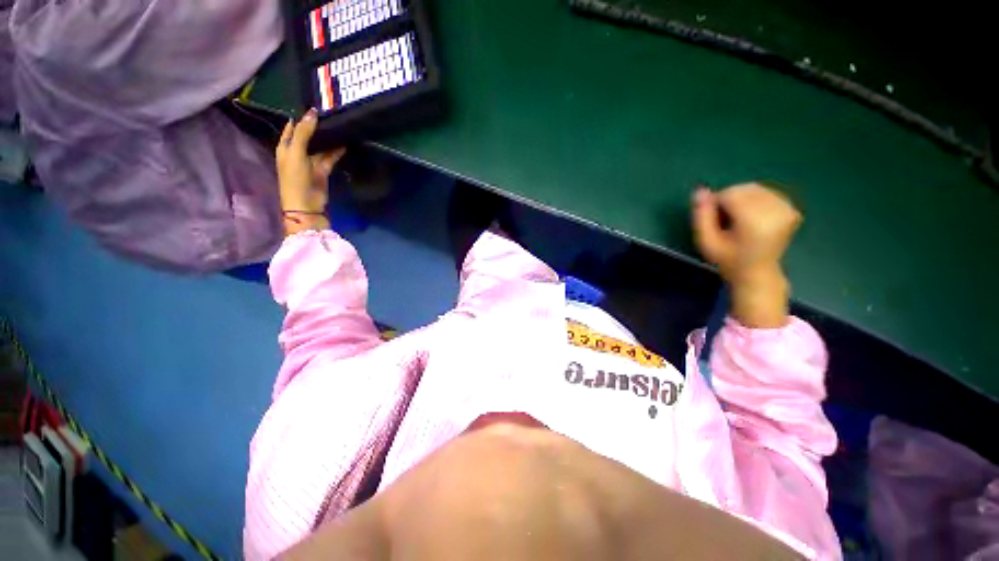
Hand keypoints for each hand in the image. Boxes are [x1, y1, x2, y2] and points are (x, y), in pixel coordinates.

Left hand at [276, 109, 345, 233]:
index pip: (293, 126)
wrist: (306, 204)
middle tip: (331, 113)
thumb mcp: (296, 152)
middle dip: (317, 126)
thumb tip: (313, 113)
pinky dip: (336, 151)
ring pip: (320, 146)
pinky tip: (344, 142)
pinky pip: (330, 157)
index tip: (316, 106)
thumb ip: (303, 132)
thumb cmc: (295, 177)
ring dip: (328, 138)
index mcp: (285, 146)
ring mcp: (311, 161)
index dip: (302, 116)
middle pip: (308, 135)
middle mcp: (297, 151)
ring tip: (340, 125)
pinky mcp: (323, 170)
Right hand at [692, 183, 801, 327]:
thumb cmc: (727, 259)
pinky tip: (752, 217)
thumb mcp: (706, 242)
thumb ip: (701, 216)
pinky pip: (767, 193)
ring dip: (741, 199)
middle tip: (725, 221)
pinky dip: (755, 200)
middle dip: (729, 199)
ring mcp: (787, 209)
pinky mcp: (792, 209)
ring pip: (754, 189)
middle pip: (743, 189)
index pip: (730, 194)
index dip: (715, 203)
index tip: (713, 221)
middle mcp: (775, 211)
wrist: (757, 273)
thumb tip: (700, 190)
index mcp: (755, 221)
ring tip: (738, 219)